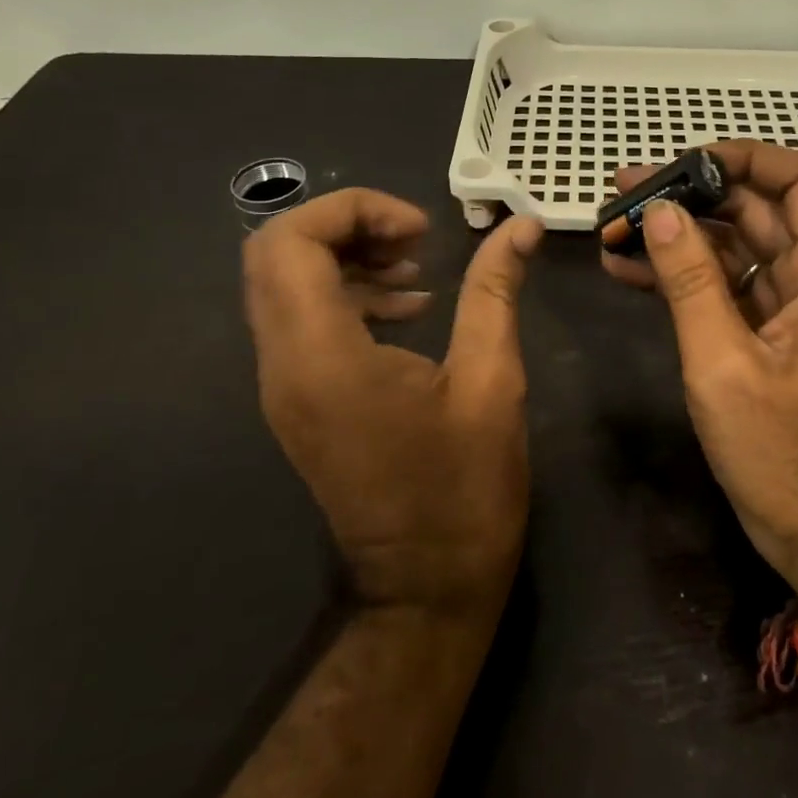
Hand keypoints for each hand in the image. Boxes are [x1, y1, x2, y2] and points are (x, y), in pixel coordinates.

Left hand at [243, 189, 543, 616]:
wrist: (426, 587)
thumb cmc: (465, 489)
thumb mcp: (493, 381)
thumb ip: (496, 291)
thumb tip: (522, 225)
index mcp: (323, 358)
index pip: (290, 242)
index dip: (353, 210)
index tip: (421, 230)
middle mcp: (283, 365)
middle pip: (275, 254)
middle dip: (345, 226)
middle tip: (415, 239)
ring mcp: (283, 386)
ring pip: (282, 284)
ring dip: (344, 257)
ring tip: (416, 270)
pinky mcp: (298, 400)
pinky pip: (300, 320)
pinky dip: (344, 294)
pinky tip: (408, 309)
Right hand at [601, 142, 797, 589]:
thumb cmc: (780, 453)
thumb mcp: (723, 364)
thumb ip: (691, 282)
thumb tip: (662, 210)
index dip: (747, 158)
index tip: (685, 160)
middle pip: (758, 209)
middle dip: (693, 195)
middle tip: (625, 190)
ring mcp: (791, 305)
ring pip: (735, 245)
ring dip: (680, 234)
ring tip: (614, 225)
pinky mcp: (767, 332)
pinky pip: (726, 285)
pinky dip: (683, 275)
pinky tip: (627, 268)